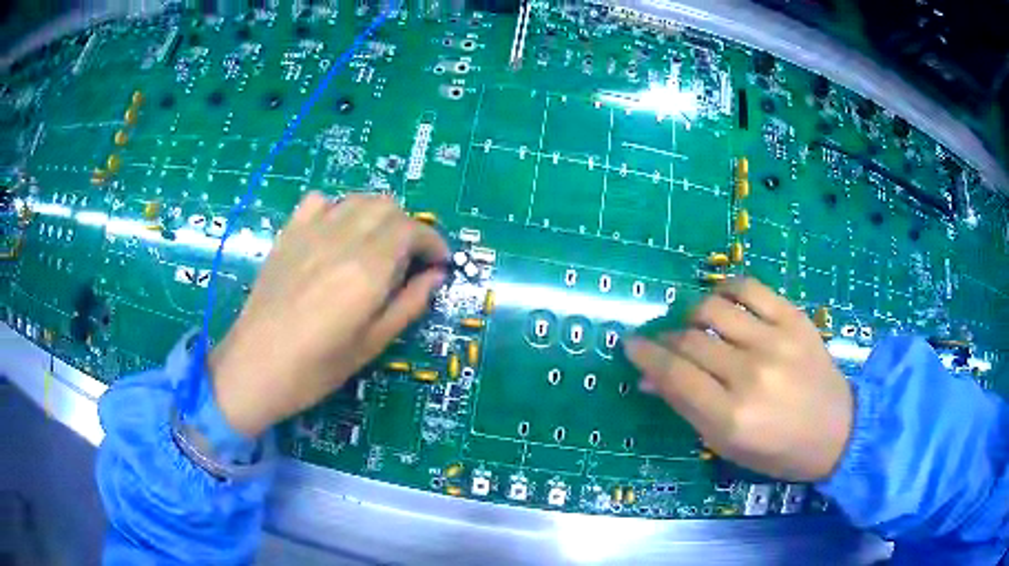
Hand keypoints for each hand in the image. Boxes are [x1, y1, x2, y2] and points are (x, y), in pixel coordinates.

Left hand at [209, 192, 447, 436]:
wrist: (255, 366)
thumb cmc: (316, 368)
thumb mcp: (372, 345)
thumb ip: (409, 304)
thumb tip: (436, 276)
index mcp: (367, 270)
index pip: (412, 230)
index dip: (433, 242)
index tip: (439, 264)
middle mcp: (342, 239)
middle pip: (388, 206)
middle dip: (409, 228)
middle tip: (409, 260)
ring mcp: (311, 231)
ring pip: (358, 199)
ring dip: (378, 216)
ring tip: (378, 246)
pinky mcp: (289, 233)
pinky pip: (320, 201)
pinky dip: (339, 209)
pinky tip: (337, 234)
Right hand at [625, 278, 852, 480]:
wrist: (837, 430)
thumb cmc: (778, 451)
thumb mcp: (727, 444)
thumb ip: (687, 408)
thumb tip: (649, 378)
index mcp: (731, 417)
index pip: (674, 375)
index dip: (646, 355)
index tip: (630, 344)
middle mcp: (750, 375)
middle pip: (689, 340)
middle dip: (665, 339)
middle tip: (662, 343)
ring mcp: (775, 341)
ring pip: (713, 309)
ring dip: (692, 314)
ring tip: (694, 325)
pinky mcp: (794, 319)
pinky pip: (749, 288)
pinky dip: (726, 289)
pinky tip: (722, 301)